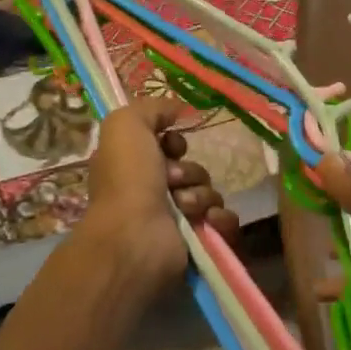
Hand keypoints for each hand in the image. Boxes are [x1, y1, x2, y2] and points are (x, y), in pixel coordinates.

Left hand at [80, 96, 239, 295]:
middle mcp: (155, 192)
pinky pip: (224, 220)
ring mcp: (177, 219)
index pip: (171, 146)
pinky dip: (220, 218)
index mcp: (136, 167)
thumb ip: (151, 108)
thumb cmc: (127, 178)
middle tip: (172, 181)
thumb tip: (177, 110)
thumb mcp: (125, 125)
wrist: (134, 237)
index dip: (175, 143)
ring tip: (183, 206)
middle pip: (193, 169)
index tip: (171, 147)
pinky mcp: (197, 240)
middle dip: (189, 172)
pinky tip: (206, 220)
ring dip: (200, 195)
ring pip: (210, 192)